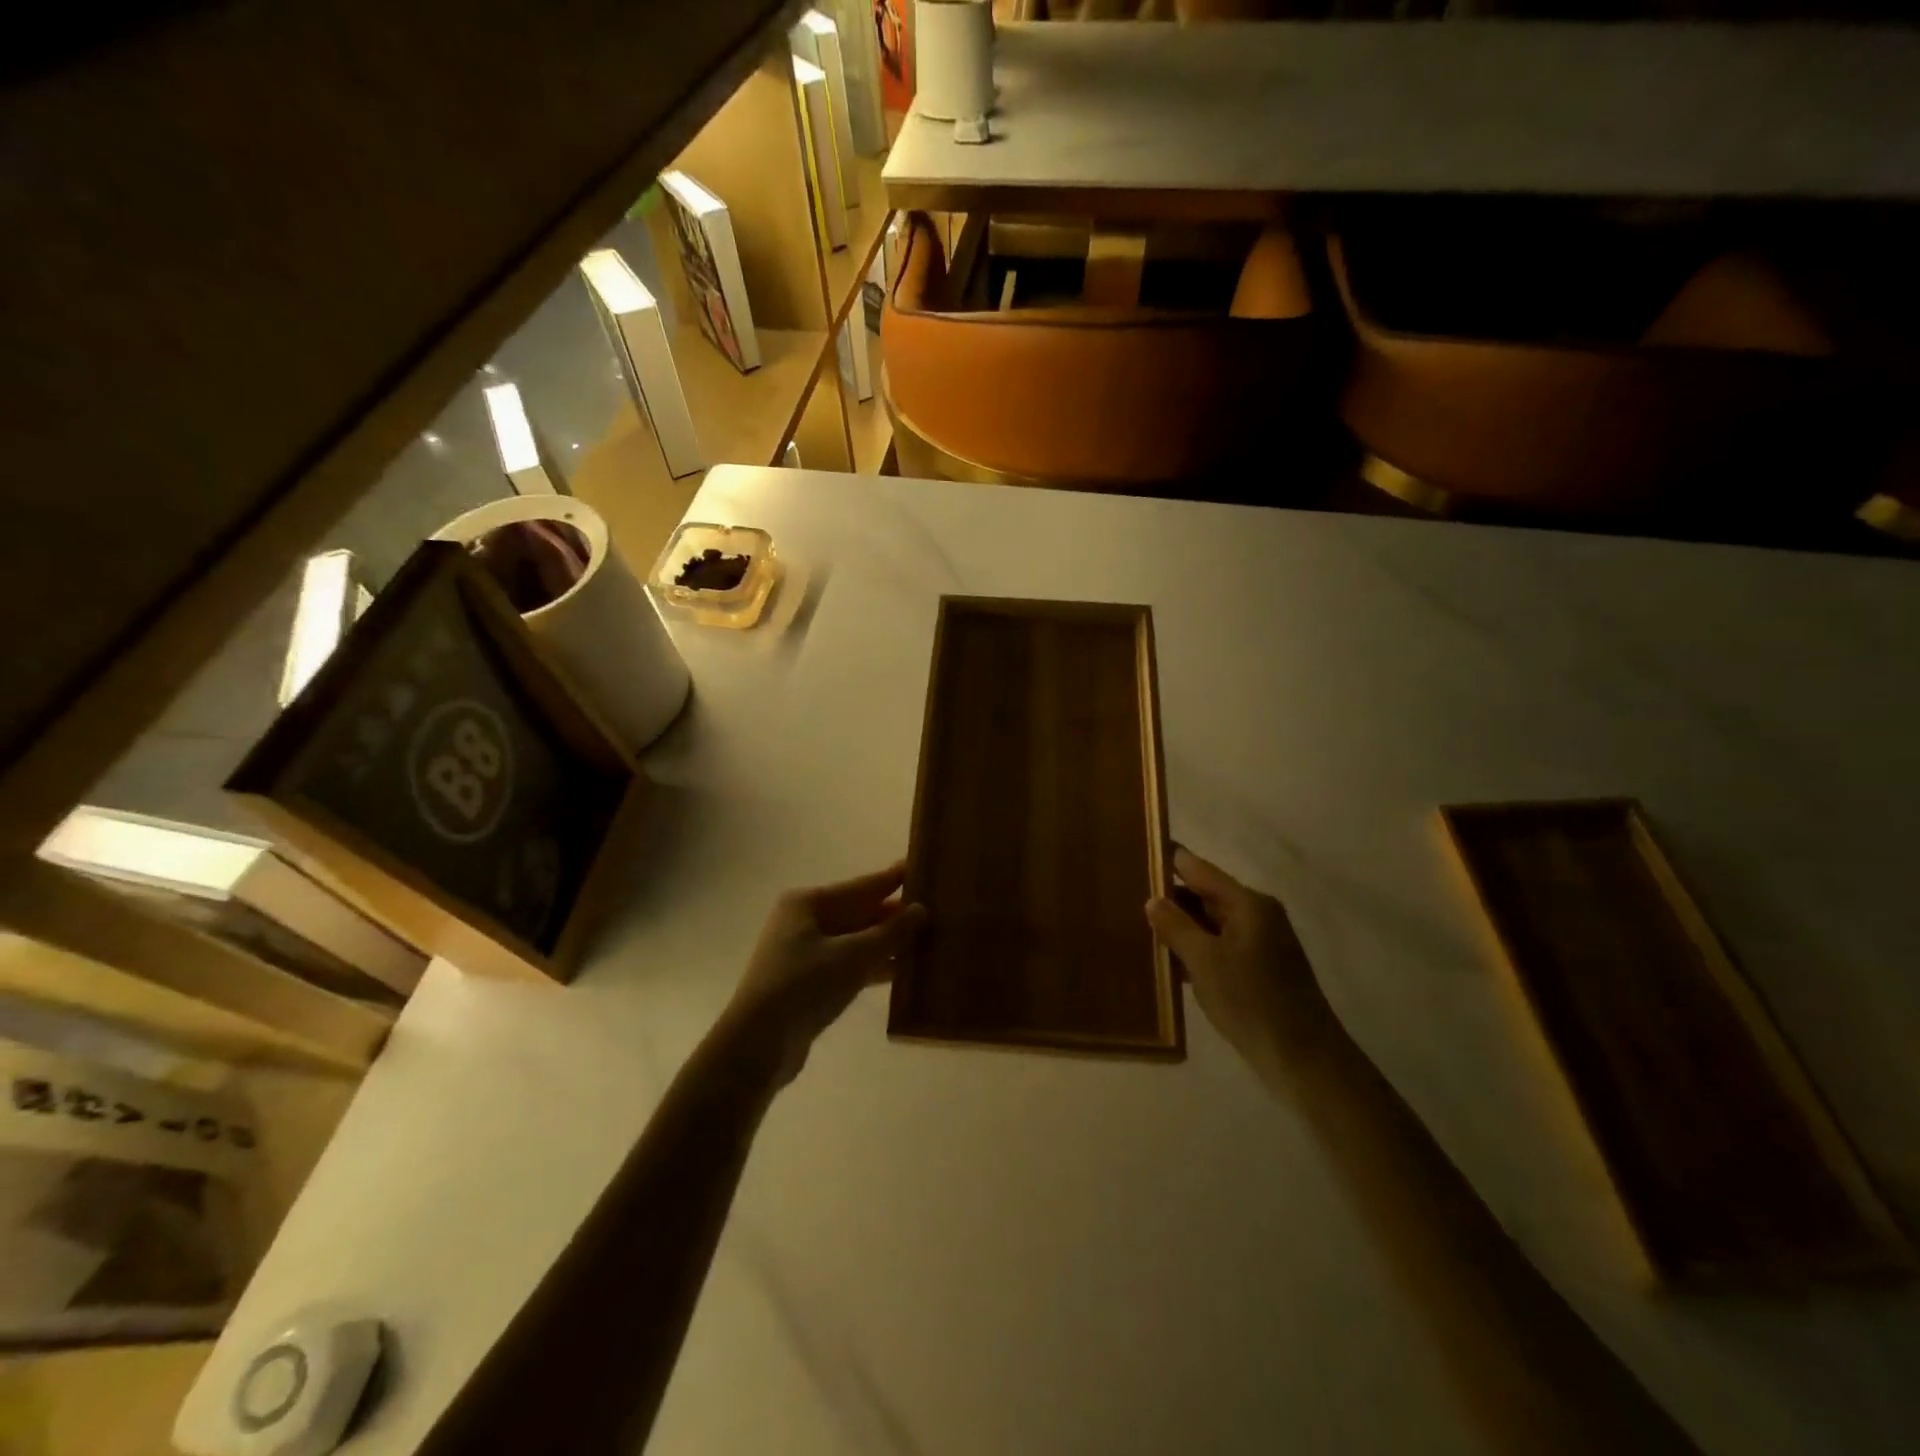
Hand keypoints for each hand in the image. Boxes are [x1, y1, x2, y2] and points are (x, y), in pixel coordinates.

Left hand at [721, 861, 926, 1084]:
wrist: (758, 1046)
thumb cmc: (803, 986)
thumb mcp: (852, 956)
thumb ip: (889, 933)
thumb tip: (921, 909)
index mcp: (808, 904)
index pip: (862, 886)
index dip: (893, 879)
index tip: (922, 866)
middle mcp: (806, 922)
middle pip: (860, 912)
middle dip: (895, 914)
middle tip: (936, 907)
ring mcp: (807, 953)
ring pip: (858, 940)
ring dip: (889, 942)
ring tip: (930, 938)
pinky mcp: (812, 983)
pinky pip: (852, 965)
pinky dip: (876, 966)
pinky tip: (906, 970)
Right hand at [1146, 847, 1337, 1074]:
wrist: (1304, 1060)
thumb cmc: (1252, 1001)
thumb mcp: (1205, 961)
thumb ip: (1176, 926)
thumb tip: (1153, 899)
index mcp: (1248, 904)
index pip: (1199, 869)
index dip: (1169, 860)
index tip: (1136, 853)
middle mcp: (1256, 916)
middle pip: (1205, 895)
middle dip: (1170, 898)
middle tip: (1126, 897)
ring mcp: (1259, 944)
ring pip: (1210, 924)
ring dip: (1180, 927)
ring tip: (1138, 928)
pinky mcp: (1258, 971)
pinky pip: (1218, 947)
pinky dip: (1194, 950)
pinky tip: (1167, 963)